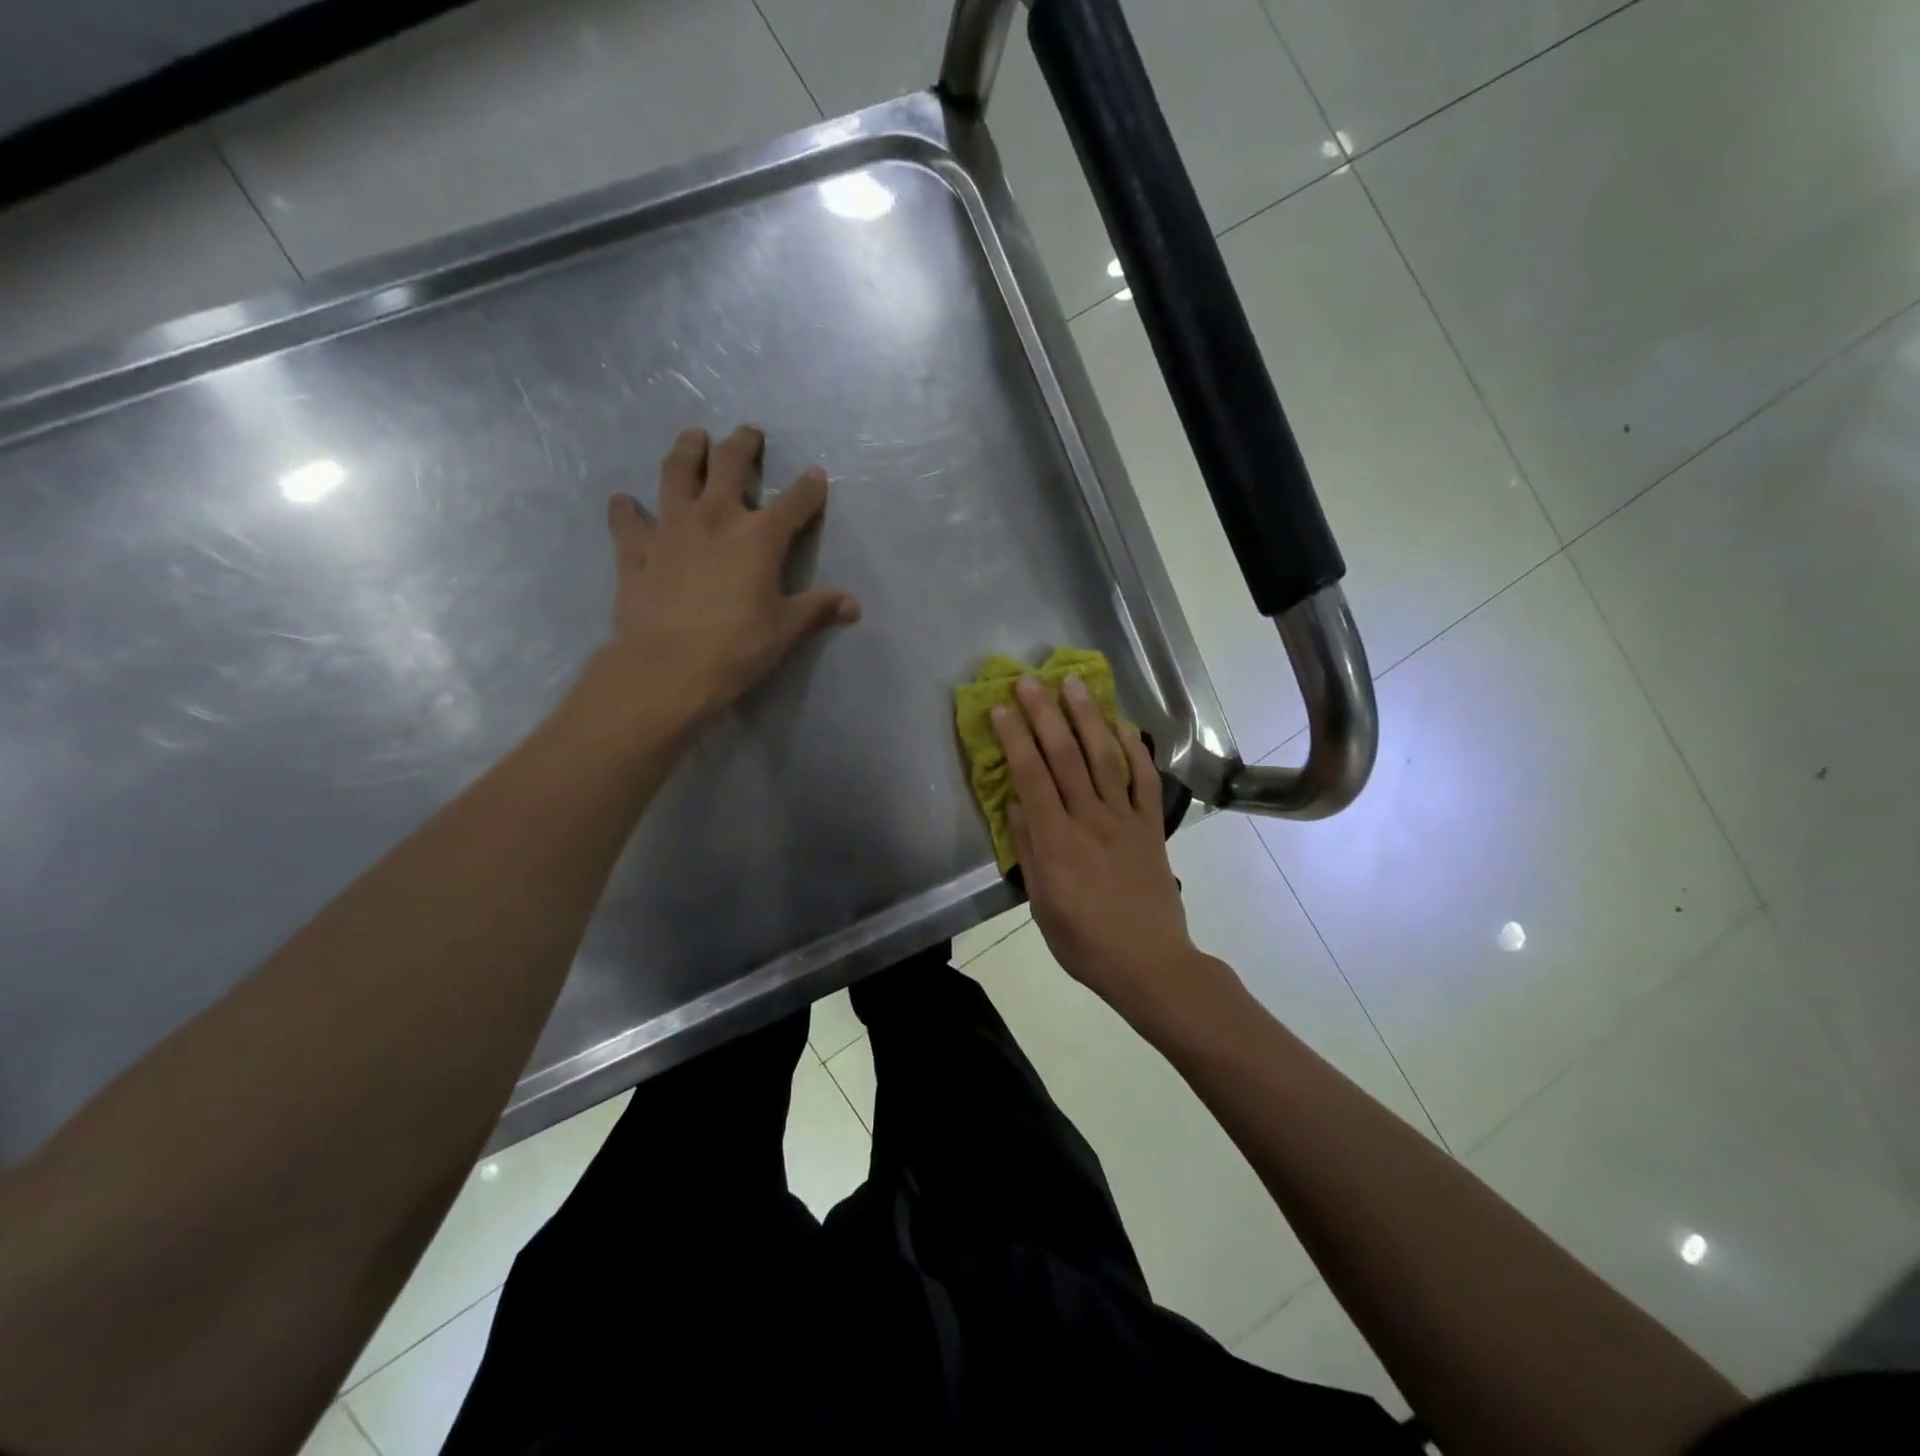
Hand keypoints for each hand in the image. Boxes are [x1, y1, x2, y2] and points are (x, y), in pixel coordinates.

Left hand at [586, 424, 860, 732]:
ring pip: (676, 473)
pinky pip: (627, 521)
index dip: (809, 487)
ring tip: (693, 437)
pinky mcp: (635, 550)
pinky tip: (623, 501)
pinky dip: (625, 509)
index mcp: (760, 537)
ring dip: (687, 451)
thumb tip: (853, 605)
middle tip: (748, 433)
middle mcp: (715, 518)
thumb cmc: (737, 648)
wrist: (666, 668)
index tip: (816, 475)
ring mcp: (670, 529)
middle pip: (729, 464)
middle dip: (742, 445)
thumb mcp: (786, 630)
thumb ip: (818, 609)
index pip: (794, 502)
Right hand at [992, 675, 1198, 1024]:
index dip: (1015, 738)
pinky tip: (1122, 725)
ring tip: (1073, 684)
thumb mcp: (1042, 904)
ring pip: (1104, 758)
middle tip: (1029, 680)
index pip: (1031, 777)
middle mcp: (1090, 819)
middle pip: (1065, 757)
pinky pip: (1144, 780)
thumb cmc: (1084, 941)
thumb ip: (1029, 849)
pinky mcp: (1151, 826)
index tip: (1001, 707)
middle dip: (1045, 714)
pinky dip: (1134, 749)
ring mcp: (1126, 819)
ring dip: (1087, 718)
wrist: (1149, 963)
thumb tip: (1014, 801)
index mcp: (1058, 841)